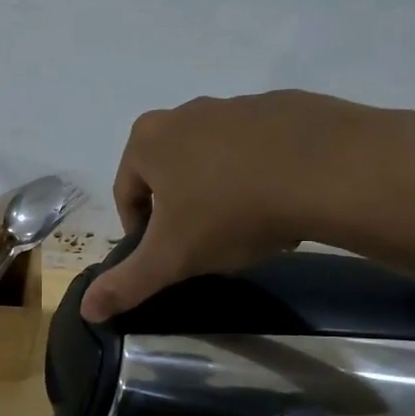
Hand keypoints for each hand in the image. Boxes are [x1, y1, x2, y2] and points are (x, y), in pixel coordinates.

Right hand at [80, 90, 414, 321]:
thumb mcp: (172, 258)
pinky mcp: (283, 105)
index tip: (167, 255)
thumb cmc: (231, 212)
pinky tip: (282, 201)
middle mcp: (185, 113)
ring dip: (220, 190)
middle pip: (169, 172)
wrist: (328, 170)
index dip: (140, 231)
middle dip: (181, 208)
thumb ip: (126, 283)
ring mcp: (236, 105)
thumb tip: (86, 310)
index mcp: (148, 141)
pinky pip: (258, 148)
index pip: (127, 193)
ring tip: (248, 225)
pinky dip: (260, 173)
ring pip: (213, 159)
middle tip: (206, 242)